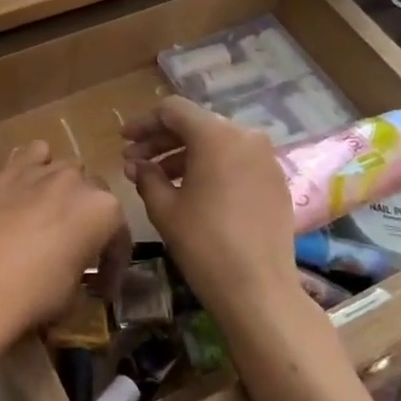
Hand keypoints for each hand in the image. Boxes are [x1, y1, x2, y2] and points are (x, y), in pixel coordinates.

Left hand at [0, 141, 124, 356]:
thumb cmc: (35, 294)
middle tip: (76, 251)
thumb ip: (83, 270)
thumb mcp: (74, 293)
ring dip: (65, 191)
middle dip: (90, 221)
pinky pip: (31, 155)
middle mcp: (78, 182)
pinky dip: (35, 165)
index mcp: (105, 210)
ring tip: (52, 217)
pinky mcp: (9, 172)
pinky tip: (29, 185)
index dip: (112, 265)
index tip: (101, 289)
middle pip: (95, 195)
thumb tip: (75, 272)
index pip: (119, 236)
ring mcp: (42, 172)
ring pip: (66, 169)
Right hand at [122, 96, 299, 322]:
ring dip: (184, 155)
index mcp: (216, 134)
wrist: (259, 290)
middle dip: (162, 141)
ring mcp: (265, 158)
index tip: (124, 141)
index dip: (144, 123)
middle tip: (135, 161)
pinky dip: (211, 168)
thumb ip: (146, 176)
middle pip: (196, 125)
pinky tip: (191, 190)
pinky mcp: (276, 181)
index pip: (173, 110)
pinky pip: (237, 161)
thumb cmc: (204, 243)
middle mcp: (245, 136)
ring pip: (217, 143)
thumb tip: (136, 164)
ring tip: (157, 179)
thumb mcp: (164, 208)